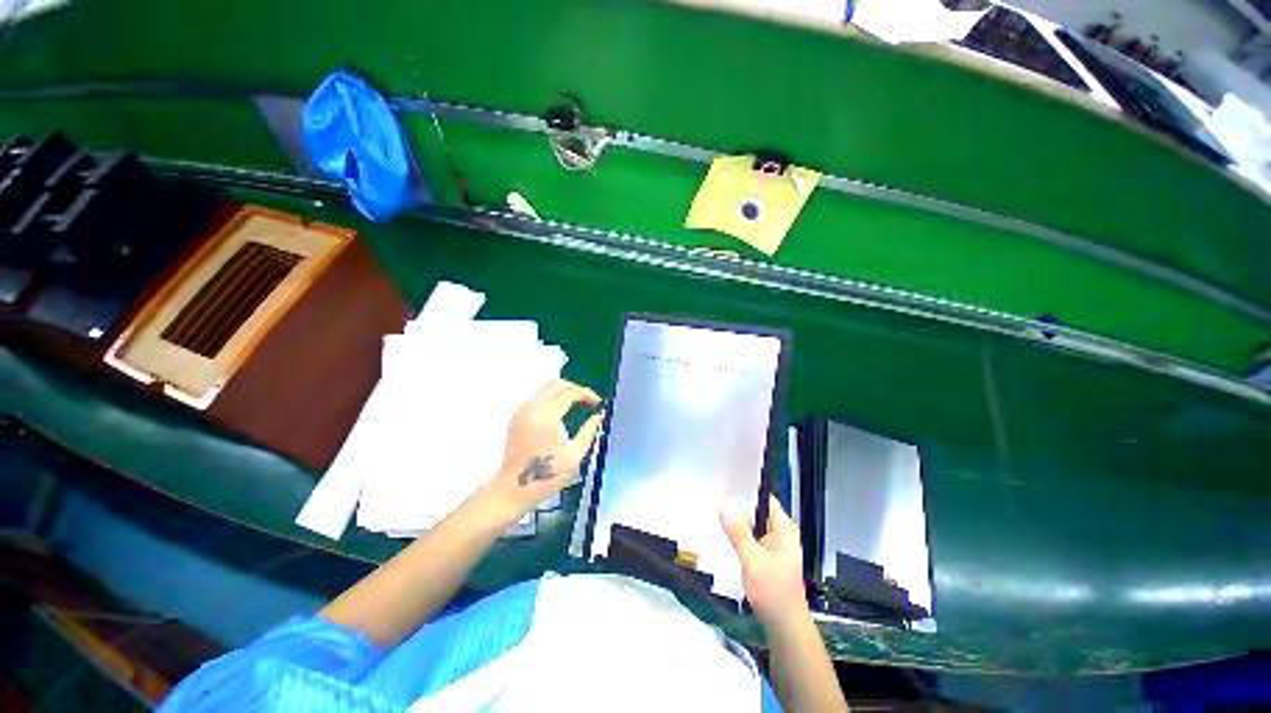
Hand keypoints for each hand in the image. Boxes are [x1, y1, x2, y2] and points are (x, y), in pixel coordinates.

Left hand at [488, 379, 603, 518]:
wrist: (512, 490)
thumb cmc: (545, 477)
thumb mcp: (574, 457)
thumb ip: (589, 432)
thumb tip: (599, 416)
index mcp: (546, 417)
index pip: (570, 392)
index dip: (587, 394)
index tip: (598, 403)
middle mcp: (532, 408)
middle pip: (557, 384)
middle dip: (576, 389)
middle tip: (588, 402)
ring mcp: (522, 411)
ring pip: (545, 387)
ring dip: (563, 391)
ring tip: (577, 405)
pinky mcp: (517, 416)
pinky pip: (537, 396)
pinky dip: (552, 397)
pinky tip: (561, 412)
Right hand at [721, 496, 807, 626]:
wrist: (785, 628)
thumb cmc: (773, 593)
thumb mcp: (752, 561)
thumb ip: (738, 532)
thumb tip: (723, 503)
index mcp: (783, 528)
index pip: (763, 498)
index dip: (745, 490)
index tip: (723, 485)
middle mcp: (781, 532)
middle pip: (756, 510)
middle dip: (737, 507)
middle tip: (712, 499)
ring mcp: (775, 544)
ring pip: (753, 525)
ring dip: (737, 522)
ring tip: (714, 514)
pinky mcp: (768, 556)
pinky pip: (752, 537)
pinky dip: (740, 535)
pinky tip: (725, 536)